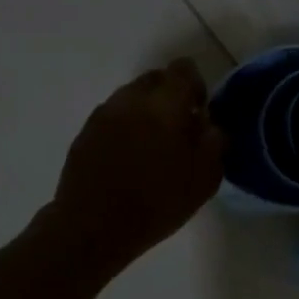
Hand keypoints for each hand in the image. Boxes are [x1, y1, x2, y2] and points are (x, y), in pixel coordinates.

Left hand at [46, 58, 224, 274]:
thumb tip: (209, 123)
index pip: (183, 69)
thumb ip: (214, 142)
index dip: (196, 85)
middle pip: (155, 79)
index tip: (199, 112)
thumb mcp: (204, 179)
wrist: (93, 228)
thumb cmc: (156, 204)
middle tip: (178, 130)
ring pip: (131, 97)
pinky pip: (112, 117)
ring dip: (145, 112)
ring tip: (151, 147)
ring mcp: (103, 114)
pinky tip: (128, 159)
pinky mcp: (84, 132)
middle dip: (170, 97)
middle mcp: (130, 100)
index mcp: (164, 105)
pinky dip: (125, 127)